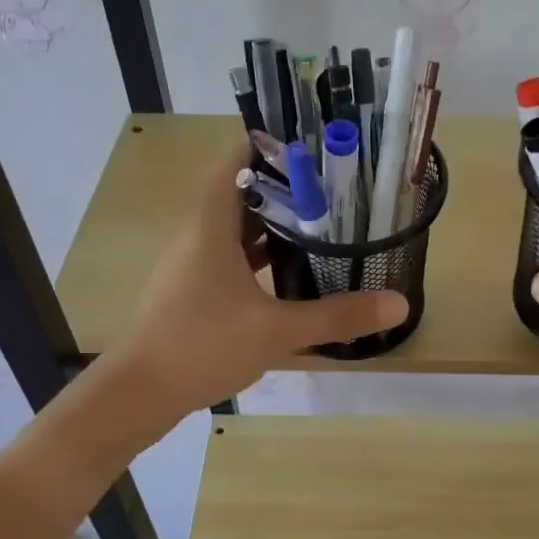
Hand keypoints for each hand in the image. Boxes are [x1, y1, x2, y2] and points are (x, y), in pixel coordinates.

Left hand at [113, 145, 407, 416]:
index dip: (271, 147)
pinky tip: (285, 277)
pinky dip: (255, 259)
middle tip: (332, 191)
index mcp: (210, 226)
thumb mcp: (277, 331)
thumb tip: (399, 303)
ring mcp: (189, 266)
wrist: (139, 393)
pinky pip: (226, 260)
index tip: (313, 146)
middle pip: (240, 196)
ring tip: (318, 228)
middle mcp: (196, 236)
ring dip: (270, 227)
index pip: (237, 163)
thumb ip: (337, 316)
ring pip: (233, 232)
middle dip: (284, 190)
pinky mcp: (188, 293)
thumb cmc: (203, 346)